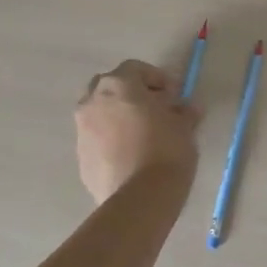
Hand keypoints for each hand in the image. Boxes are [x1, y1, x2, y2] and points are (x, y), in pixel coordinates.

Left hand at [74, 60, 200, 204]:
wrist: (140, 198)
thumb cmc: (166, 149)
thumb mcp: (184, 125)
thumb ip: (182, 111)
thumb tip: (186, 110)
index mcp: (118, 85)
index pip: (135, 68)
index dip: (156, 78)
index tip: (173, 95)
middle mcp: (93, 102)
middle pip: (110, 87)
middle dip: (130, 94)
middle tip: (154, 109)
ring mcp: (82, 131)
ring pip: (100, 113)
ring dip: (118, 117)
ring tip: (143, 134)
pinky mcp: (80, 158)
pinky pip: (97, 139)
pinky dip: (111, 140)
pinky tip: (131, 155)